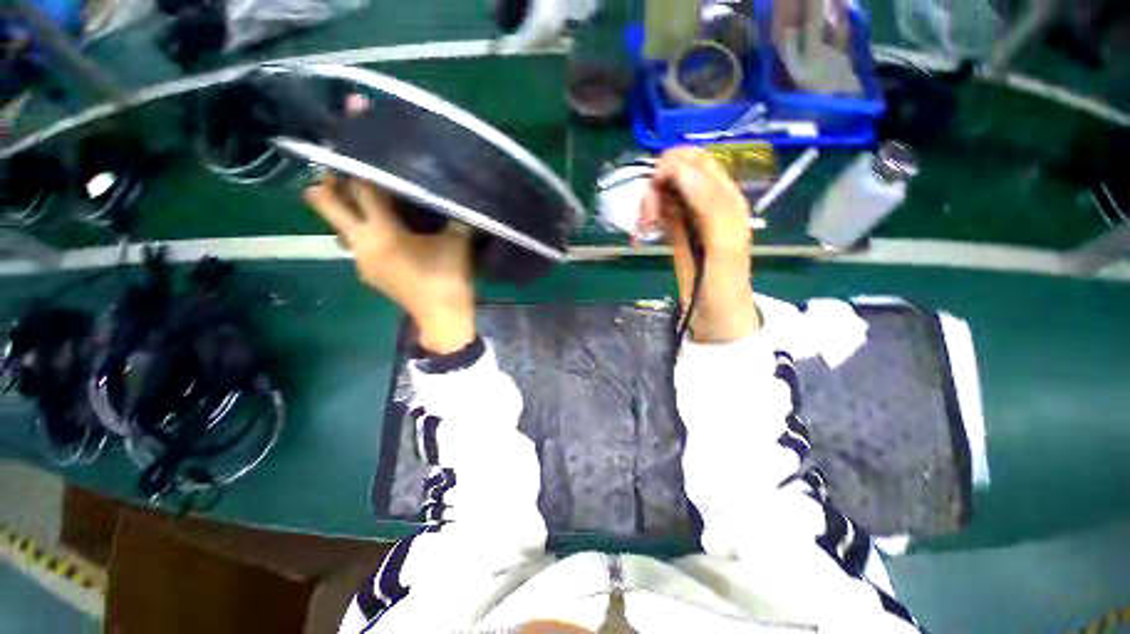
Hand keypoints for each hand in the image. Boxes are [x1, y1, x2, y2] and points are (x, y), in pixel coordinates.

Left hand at [304, 177, 476, 353]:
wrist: (442, 316)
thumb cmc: (448, 277)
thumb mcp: (458, 243)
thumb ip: (456, 217)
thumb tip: (459, 197)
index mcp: (383, 231)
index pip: (362, 189)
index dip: (360, 168)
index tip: (360, 150)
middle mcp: (362, 242)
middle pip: (325, 205)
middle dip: (326, 183)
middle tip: (342, 172)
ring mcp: (361, 261)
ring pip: (339, 228)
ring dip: (346, 214)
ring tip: (367, 206)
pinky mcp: (369, 274)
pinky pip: (356, 246)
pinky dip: (363, 234)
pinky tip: (386, 237)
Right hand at [637, 147, 758, 343]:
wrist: (714, 315)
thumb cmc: (723, 283)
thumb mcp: (724, 243)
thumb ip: (708, 204)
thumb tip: (678, 169)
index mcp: (726, 198)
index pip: (698, 161)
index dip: (675, 165)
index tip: (656, 187)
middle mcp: (708, 202)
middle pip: (678, 172)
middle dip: (658, 184)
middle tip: (647, 212)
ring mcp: (690, 216)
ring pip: (665, 191)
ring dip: (650, 201)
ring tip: (644, 225)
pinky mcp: (676, 231)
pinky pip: (659, 210)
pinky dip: (648, 215)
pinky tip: (644, 230)